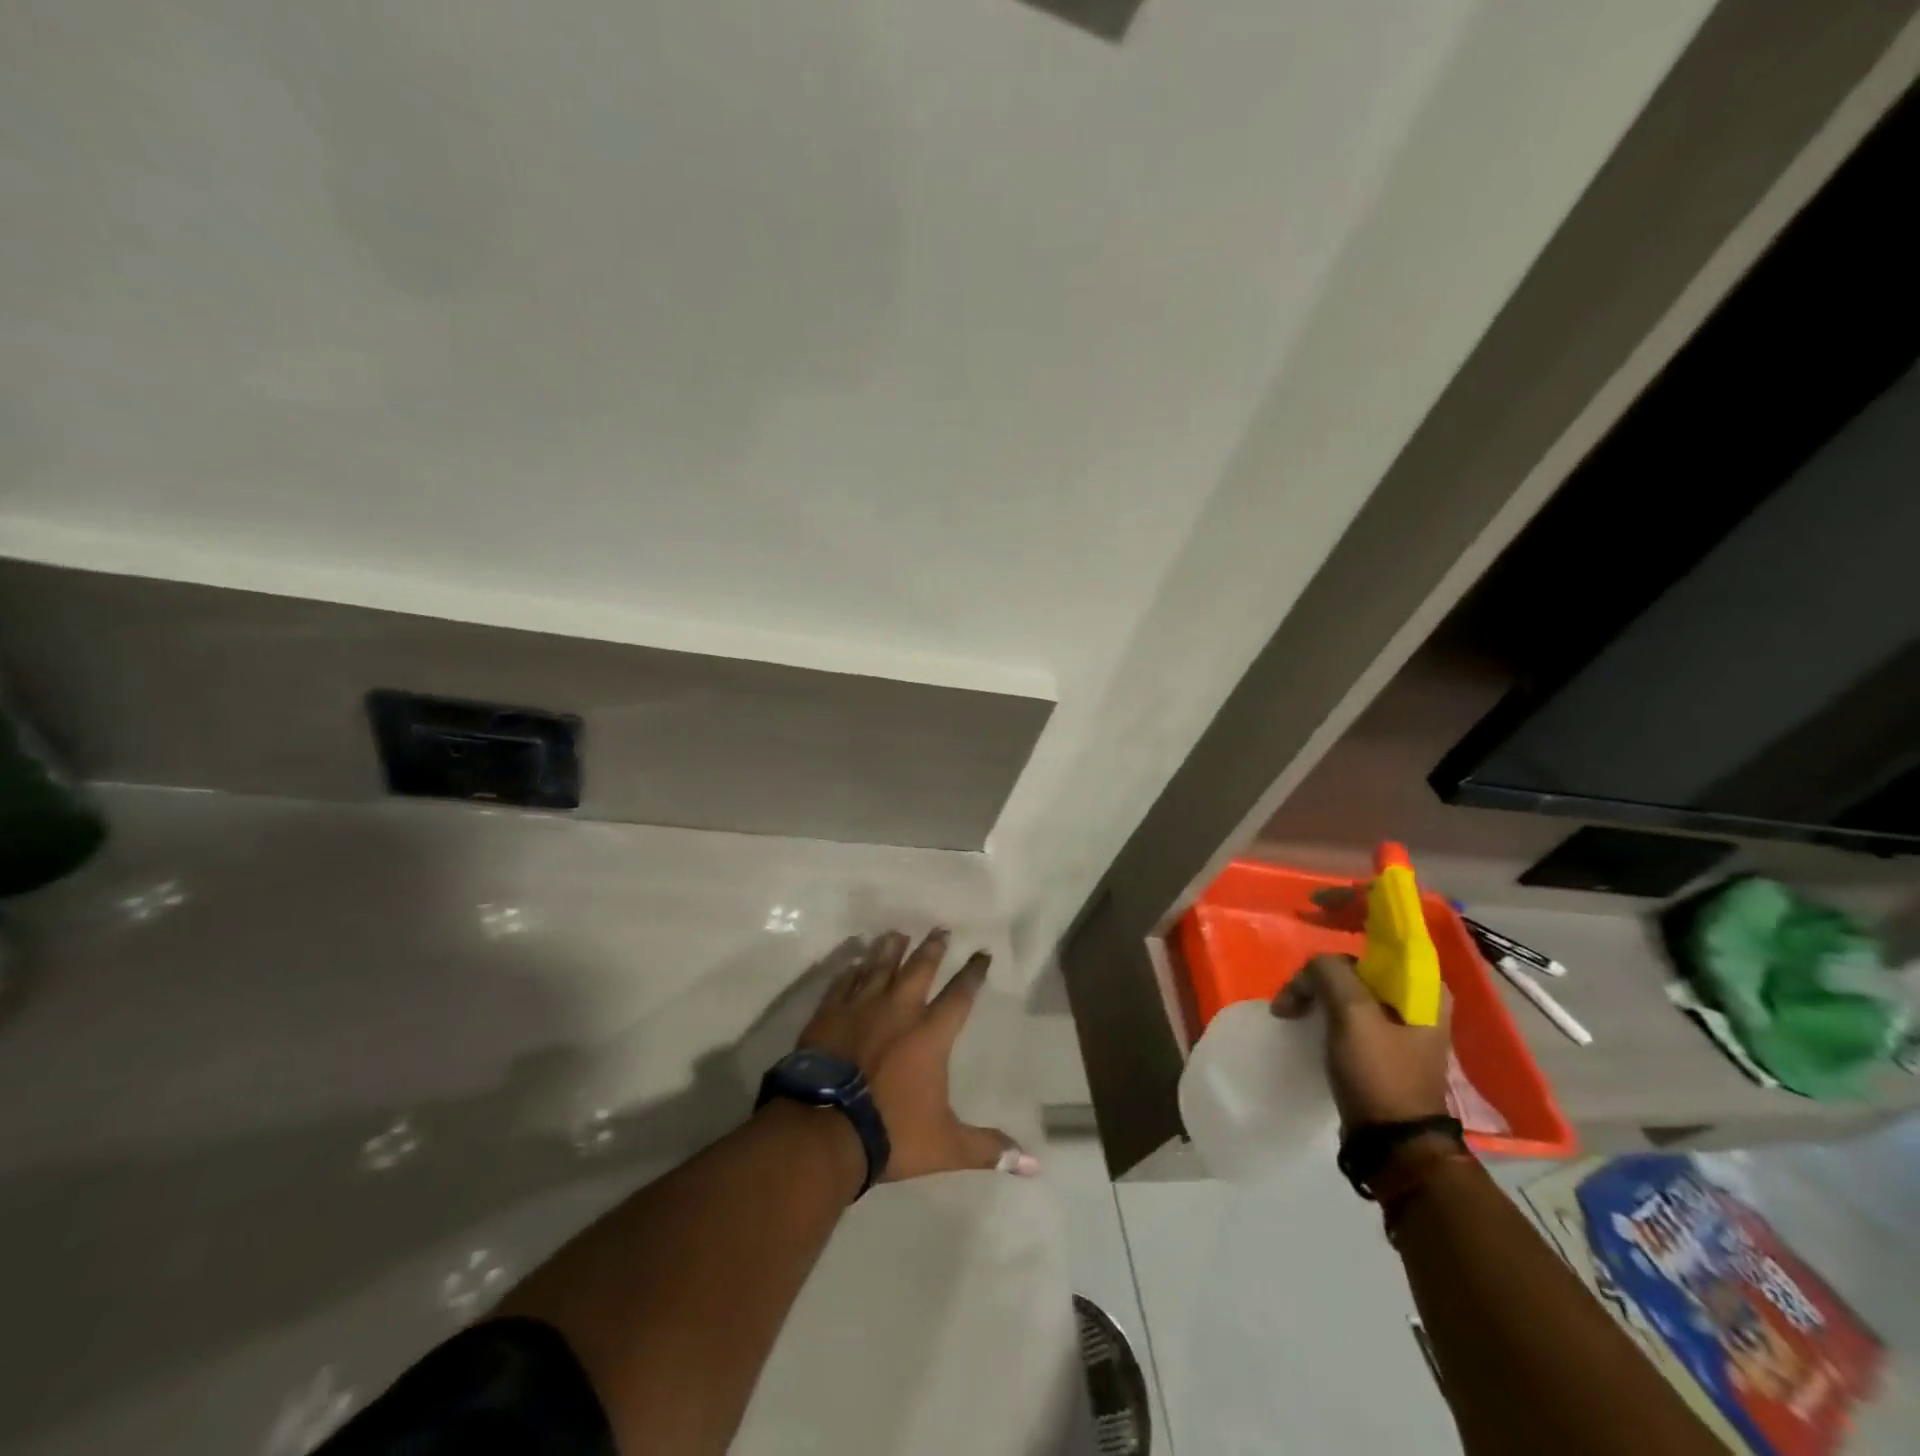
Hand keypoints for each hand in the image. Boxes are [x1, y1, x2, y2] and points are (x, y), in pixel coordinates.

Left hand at [795, 929, 1035, 1181]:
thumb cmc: (891, 1133)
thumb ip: (988, 1148)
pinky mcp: (829, 1014)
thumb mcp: (946, 1146)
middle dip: (932, 948)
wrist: (824, 1129)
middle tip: (940, 929)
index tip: (982, 953)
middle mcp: (899, 1010)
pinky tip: (854, 961)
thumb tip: (1034, 1166)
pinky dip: (851, 970)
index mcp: (930, 1035)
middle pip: (919, 969)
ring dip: (890, 949)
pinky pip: (843, 983)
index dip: (973, 973)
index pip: (960, 995)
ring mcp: (861, 1008)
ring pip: (879, 967)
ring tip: (896, 933)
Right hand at [1273, 953, 1451, 1129]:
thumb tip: (1314, 966)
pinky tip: (1304, 1021)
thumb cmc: (1379, 1073)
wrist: (1392, 1144)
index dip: (1343, 934)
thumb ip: (1331, 972)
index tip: (1309, 951)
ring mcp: (1401, 1025)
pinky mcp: (1383, 1046)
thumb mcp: (1352, 1014)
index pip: (1381, 942)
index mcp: (1426, 989)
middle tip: (1291, 996)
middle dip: (1320, 975)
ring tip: (1289, 1011)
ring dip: (1316, 994)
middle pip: (1358, 967)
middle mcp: (1419, 1001)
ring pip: (1348, 989)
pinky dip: (1323, 1011)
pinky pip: (1348, 1013)